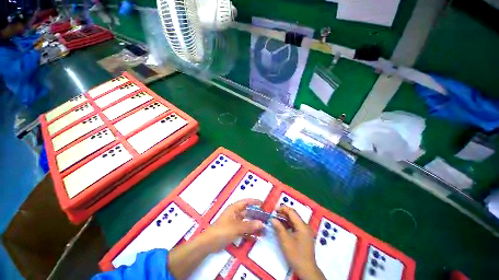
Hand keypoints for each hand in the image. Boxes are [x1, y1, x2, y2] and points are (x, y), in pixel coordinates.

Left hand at [203, 199, 263, 252]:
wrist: (209, 243)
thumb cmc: (222, 230)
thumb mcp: (237, 227)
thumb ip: (249, 225)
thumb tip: (262, 223)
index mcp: (234, 208)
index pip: (246, 202)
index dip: (254, 201)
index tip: (263, 203)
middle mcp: (235, 213)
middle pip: (247, 212)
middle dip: (256, 214)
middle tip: (265, 217)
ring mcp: (234, 222)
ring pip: (246, 221)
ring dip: (253, 224)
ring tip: (263, 227)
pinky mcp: (233, 231)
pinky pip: (243, 229)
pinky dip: (249, 232)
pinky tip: (256, 236)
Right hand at [272, 206, 324, 279]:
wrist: (306, 270)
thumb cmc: (296, 255)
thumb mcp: (285, 241)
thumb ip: (279, 228)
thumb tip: (272, 218)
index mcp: (302, 226)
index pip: (292, 212)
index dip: (283, 209)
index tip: (274, 209)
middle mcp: (305, 226)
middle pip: (294, 216)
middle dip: (283, 214)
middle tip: (274, 214)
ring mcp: (305, 231)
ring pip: (294, 221)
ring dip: (285, 219)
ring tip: (276, 219)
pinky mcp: (304, 236)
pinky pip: (296, 226)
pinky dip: (288, 225)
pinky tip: (282, 226)